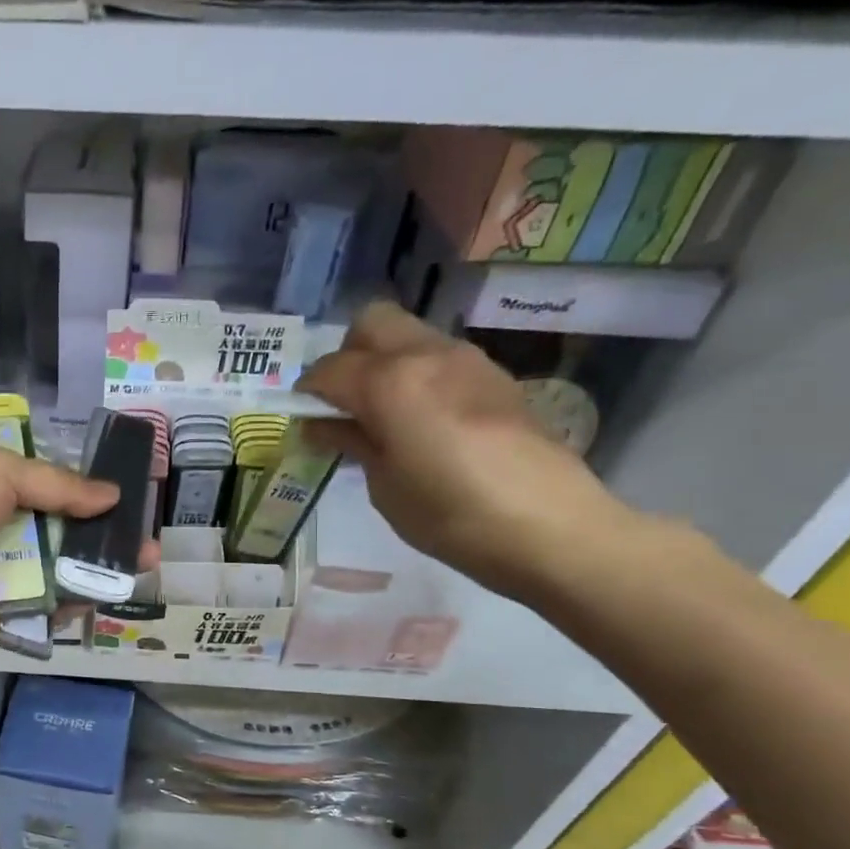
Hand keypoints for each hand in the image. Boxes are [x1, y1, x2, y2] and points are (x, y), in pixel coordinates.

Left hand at [0, 445, 122, 650]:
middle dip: (102, 536)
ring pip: (56, 572)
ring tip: (142, 564)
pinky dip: (74, 601)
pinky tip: (109, 590)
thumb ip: (58, 485)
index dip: (85, 496)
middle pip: (58, 534)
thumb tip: (113, 494)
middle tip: (146, 541)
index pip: (46, 492)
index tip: (125, 500)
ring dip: (97, 569)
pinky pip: (43, 607)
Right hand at [297, 303, 629, 598]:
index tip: (302, 418)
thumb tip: (324, 425)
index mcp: (390, 383)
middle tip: (343, 404)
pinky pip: (439, 358)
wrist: (547, 524)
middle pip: (371, 323)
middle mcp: (426, 354)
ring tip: (381, 416)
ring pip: (408, 335)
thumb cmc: (449, 515)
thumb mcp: (384, 486)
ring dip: (384, 363)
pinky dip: (416, 376)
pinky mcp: (494, 376)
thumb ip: (353, 443)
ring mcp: (466, 360)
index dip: (307, 393)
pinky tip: (422, 422)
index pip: (329, 369)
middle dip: (346, 356)